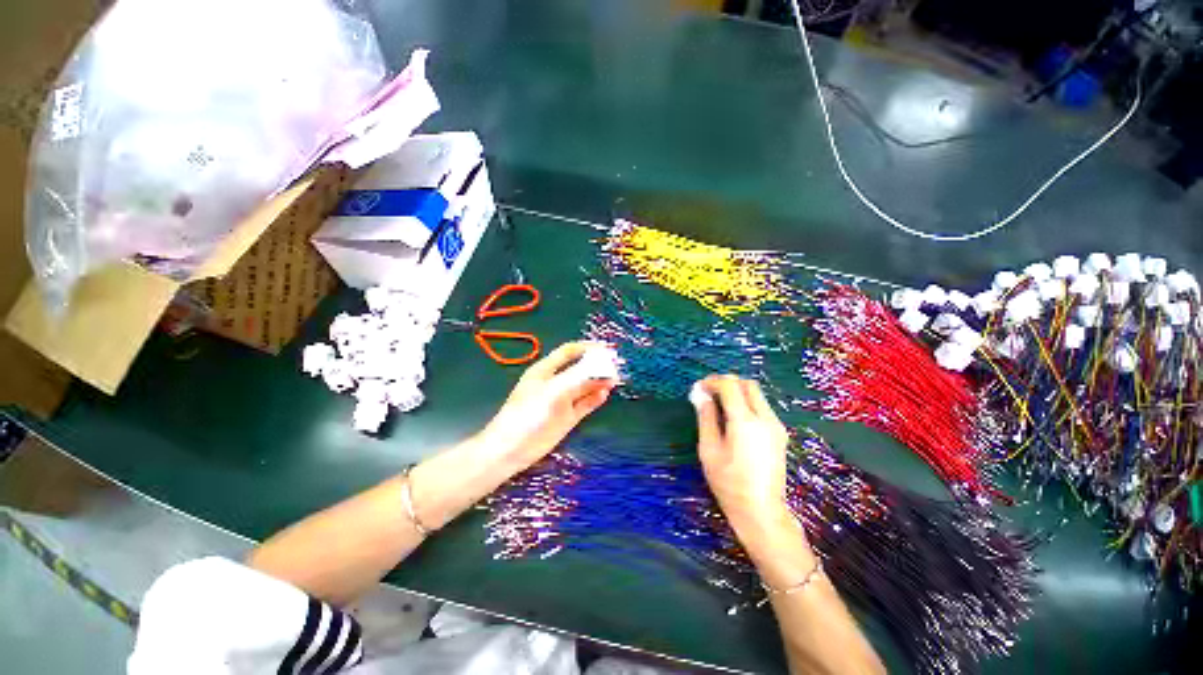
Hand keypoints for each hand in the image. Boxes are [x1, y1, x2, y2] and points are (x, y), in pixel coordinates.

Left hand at [478, 341, 616, 468]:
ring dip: (598, 382)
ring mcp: (562, 400)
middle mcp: (555, 382)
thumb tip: (602, 367)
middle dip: (596, 365)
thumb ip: (578, 378)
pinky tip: (605, 394)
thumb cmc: (529, 413)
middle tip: (616, 365)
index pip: (569, 352)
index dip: (587, 348)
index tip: (606, 348)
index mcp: (546, 370)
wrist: (512, 449)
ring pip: (584, 387)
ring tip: (615, 379)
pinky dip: (595, 398)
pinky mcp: (567, 417)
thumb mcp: (554, 390)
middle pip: (579, 368)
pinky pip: (585, 404)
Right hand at [692, 375, 796, 547]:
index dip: (712, 382)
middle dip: (727, 382)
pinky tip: (733, 416)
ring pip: (757, 394)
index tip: (698, 387)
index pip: (730, 386)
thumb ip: (706, 417)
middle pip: (748, 384)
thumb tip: (700, 394)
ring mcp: (776, 426)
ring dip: (737, 391)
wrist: (762, 512)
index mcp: (745, 422)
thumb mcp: (709, 449)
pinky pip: (762, 407)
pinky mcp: (780, 434)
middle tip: (709, 391)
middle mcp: (765, 419)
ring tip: (718, 402)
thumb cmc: (729, 483)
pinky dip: (746, 402)